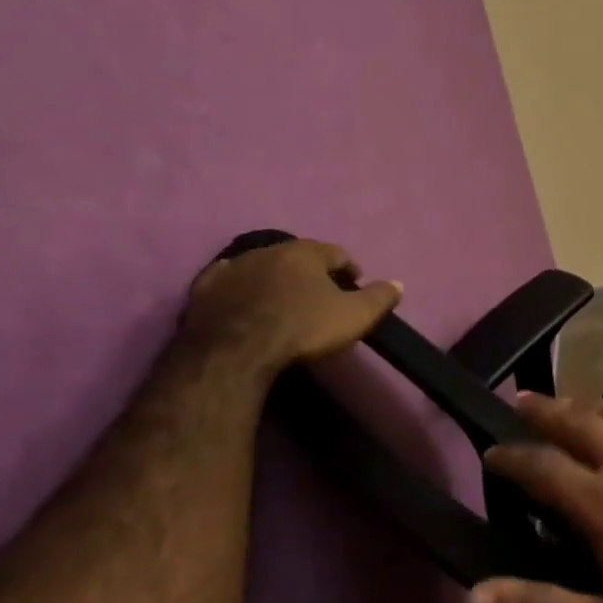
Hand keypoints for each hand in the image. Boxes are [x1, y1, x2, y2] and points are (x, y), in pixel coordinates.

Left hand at [180, 238, 400, 375]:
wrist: (234, 352)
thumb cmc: (302, 329)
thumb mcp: (354, 316)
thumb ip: (379, 298)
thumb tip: (398, 283)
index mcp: (306, 253)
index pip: (336, 253)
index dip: (349, 268)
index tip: (354, 283)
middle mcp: (269, 250)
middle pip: (297, 256)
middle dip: (310, 271)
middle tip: (319, 292)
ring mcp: (233, 267)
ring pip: (261, 265)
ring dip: (274, 277)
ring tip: (282, 298)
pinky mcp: (204, 289)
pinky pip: (225, 280)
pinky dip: (237, 286)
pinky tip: (240, 297)